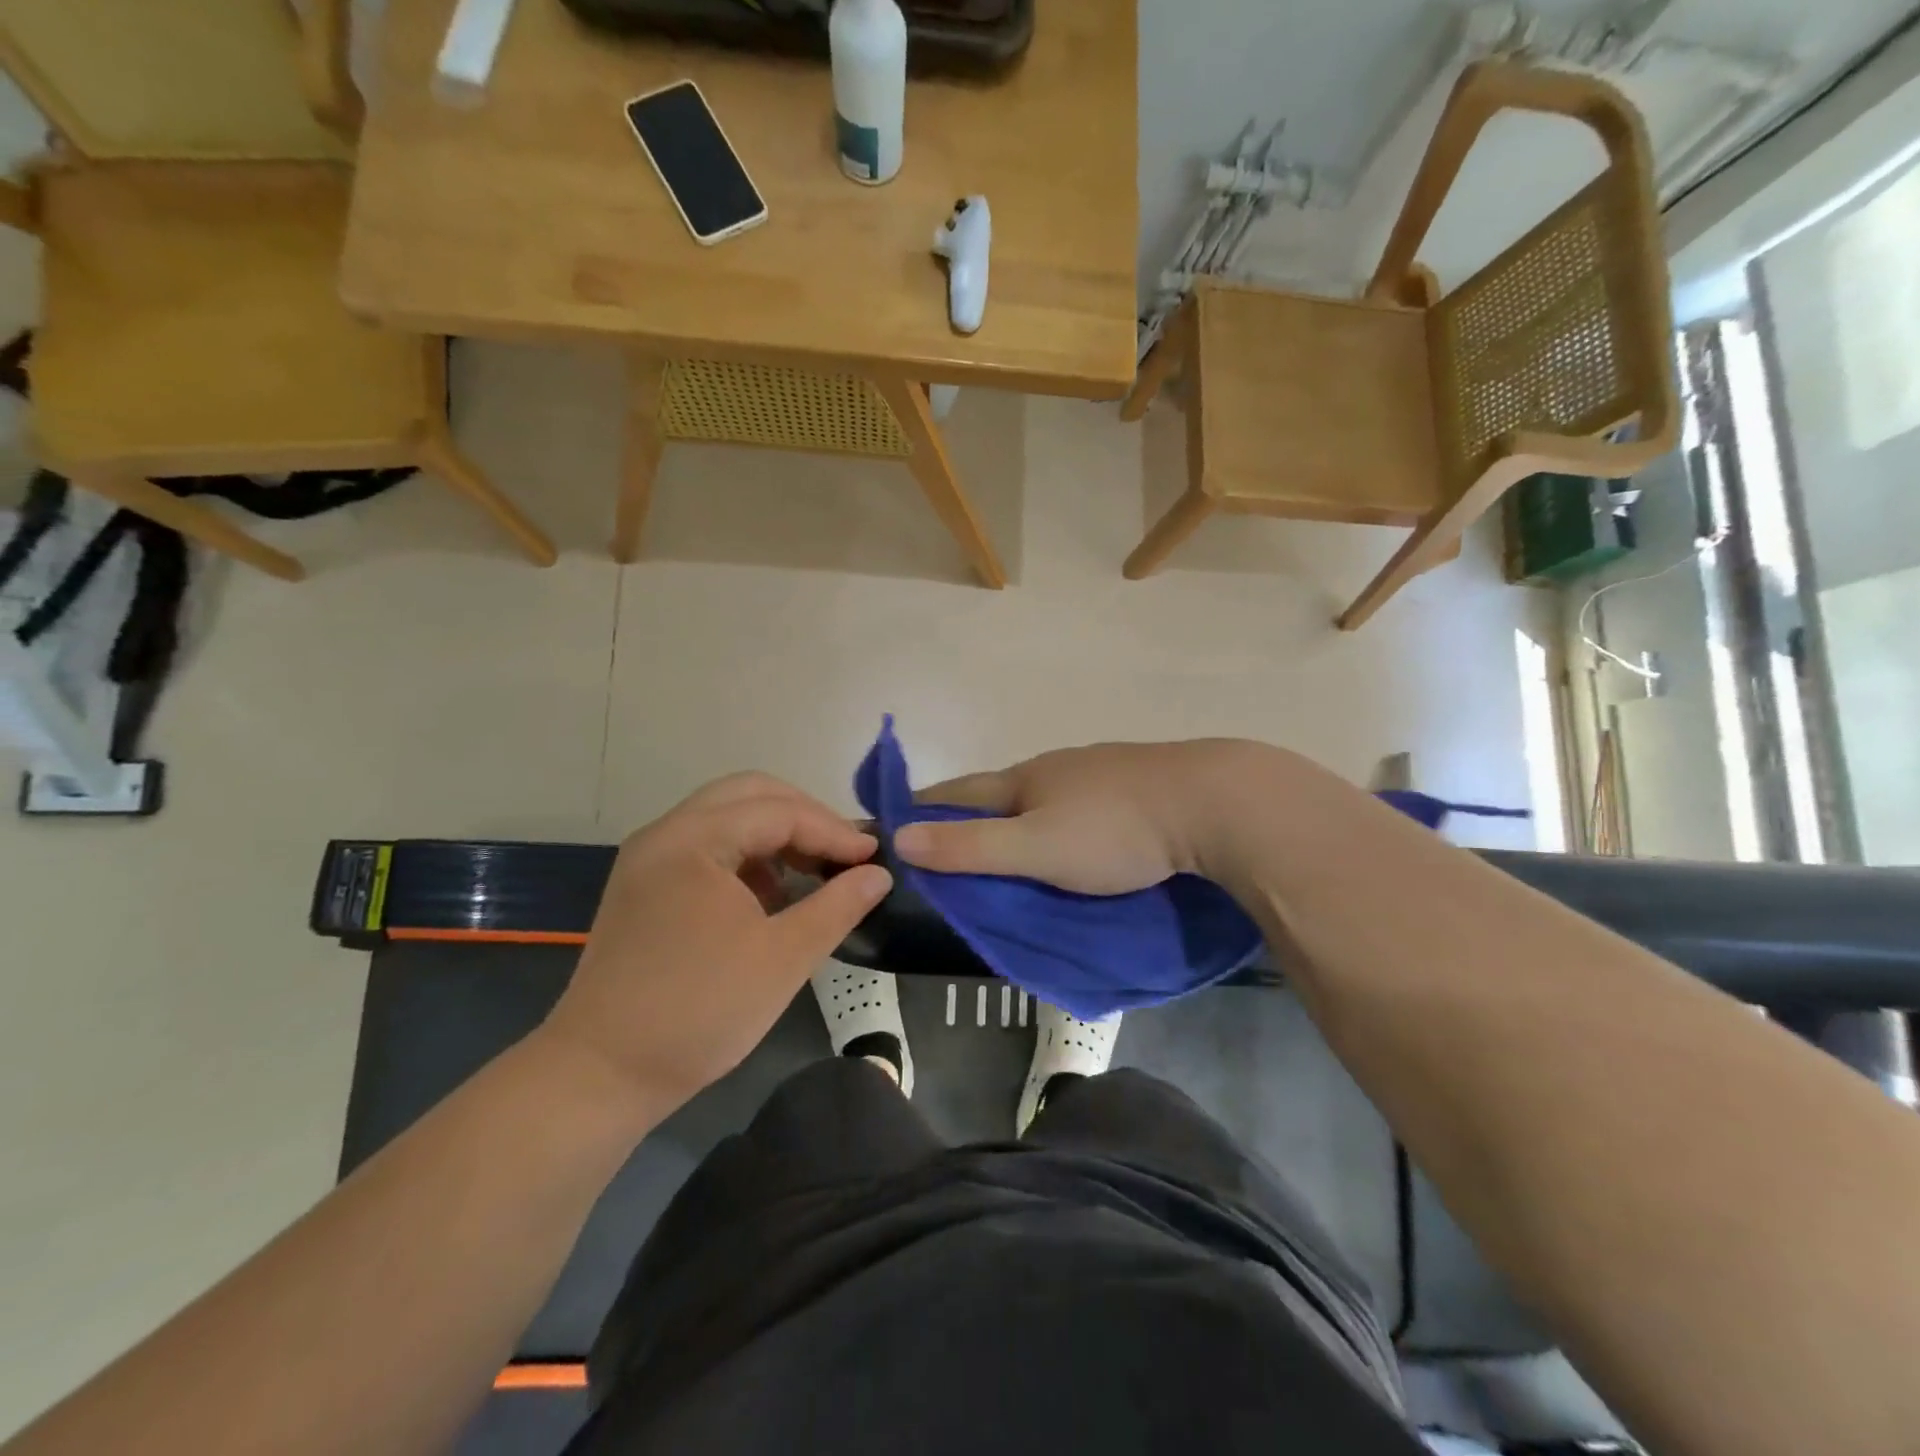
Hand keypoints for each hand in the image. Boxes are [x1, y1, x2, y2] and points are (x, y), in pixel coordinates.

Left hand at [540, 773, 891, 1116]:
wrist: (601, 1076)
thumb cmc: (698, 1012)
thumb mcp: (783, 957)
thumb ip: (838, 906)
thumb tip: (880, 875)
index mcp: (692, 840)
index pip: (778, 811)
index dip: (833, 831)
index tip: (874, 858)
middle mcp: (665, 834)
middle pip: (748, 795)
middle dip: (805, 817)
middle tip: (845, 854)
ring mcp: (650, 860)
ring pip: (727, 818)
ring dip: (777, 835)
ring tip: (816, 872)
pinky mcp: (646, 887)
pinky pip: (708, 848)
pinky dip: (748, 857)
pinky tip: (773, 896)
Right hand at [893, 740, 1282, 894]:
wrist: (1213, 802)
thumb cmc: (1114, 829)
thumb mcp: (1035, 848)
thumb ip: (971, 847)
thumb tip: (900, 838)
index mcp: (1026, 779)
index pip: (959, 791)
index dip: (924, 804)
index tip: (892, 816)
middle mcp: (1058, 766)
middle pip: (1000, 789)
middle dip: (970, 810)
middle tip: (948, 839)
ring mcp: (1100, 771)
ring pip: (1044, 794)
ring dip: (1018, 814)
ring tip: (1008, 840)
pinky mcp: (1136, 785)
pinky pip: (1082, 802)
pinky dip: (1061, 818)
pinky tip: (1073, 832)